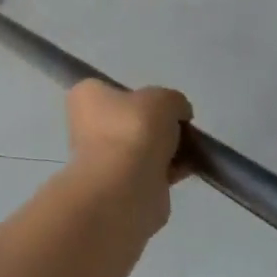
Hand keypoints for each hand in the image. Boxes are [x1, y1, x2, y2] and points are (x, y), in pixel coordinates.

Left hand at [63, 81, 192, 230]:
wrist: (126, 187)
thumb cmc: (134, 129)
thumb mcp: (163, 99)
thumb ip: (174, 101)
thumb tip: (178, 113)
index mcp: (86, 95)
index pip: (114, 89)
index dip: (142, 96)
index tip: (163, 105)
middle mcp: (87, 124)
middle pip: (131, 119)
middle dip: (157, 125)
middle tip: (180, 128)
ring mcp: (102, 156)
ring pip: (142, 146)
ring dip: (165, 149)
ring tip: (190, 150)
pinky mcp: (121, 184)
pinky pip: (149, 170)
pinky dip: (169, 170)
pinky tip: (189, 169)